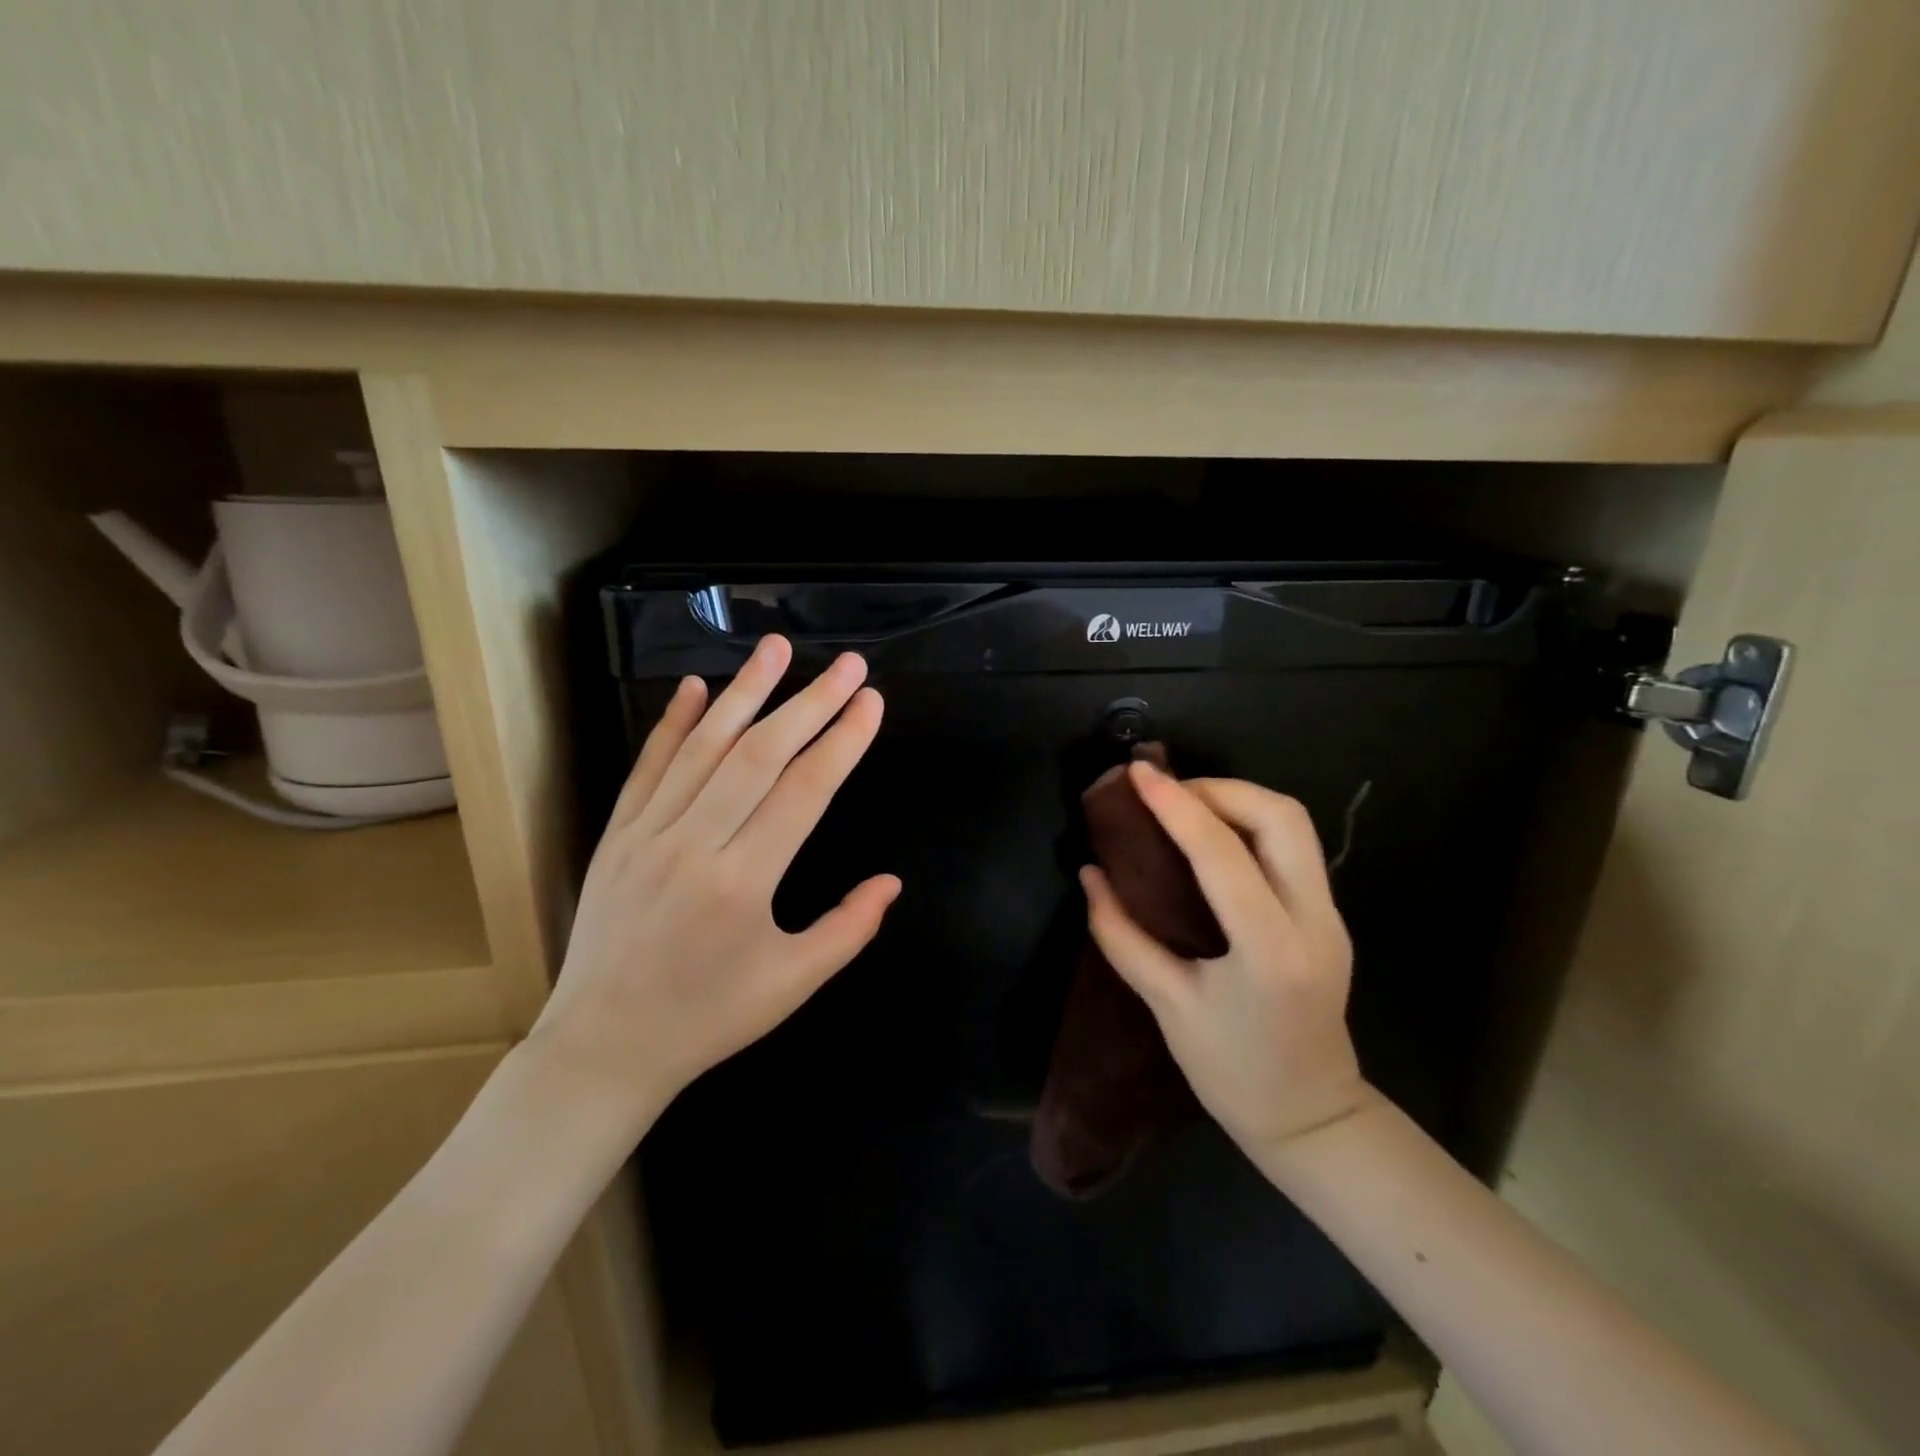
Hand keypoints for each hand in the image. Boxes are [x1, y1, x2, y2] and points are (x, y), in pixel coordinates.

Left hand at [525, 635, 899, 1136]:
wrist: (604, 1047)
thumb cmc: (709, 1019)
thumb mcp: (793, 984)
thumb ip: (849, 929)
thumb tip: (892, 881)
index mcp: (744, 882)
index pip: (805, 790)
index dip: (843, 740)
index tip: (871, 702)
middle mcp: (695, 844)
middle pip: (760, 754)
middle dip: (810, 702)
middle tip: (848, 665)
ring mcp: (648, 834)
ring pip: (704, 747)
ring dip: (745, 692)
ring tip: (777, 649)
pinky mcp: (617, 834)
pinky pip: (648, 767)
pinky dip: (673, 723)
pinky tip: (697, 687)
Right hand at [1081, 764, 1366, 1157]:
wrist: (1312, 1119)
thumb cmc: (1232, 1073)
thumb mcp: (1167, 1006)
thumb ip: (1122, 935)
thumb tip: (1091, 875)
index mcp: (1269, 951)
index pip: (1222, 854)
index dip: (1176, 806)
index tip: (1139, 775)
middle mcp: (1313, 921)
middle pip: (1282, 817)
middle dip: (1220, 789)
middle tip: (1167, 796)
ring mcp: (1331, 916)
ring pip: (1295, 825)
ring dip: (1238, 800)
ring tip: (1185, 808)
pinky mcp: (1330, 917)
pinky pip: (1294, 847)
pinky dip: (1250, 824)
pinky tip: (1211, 838)